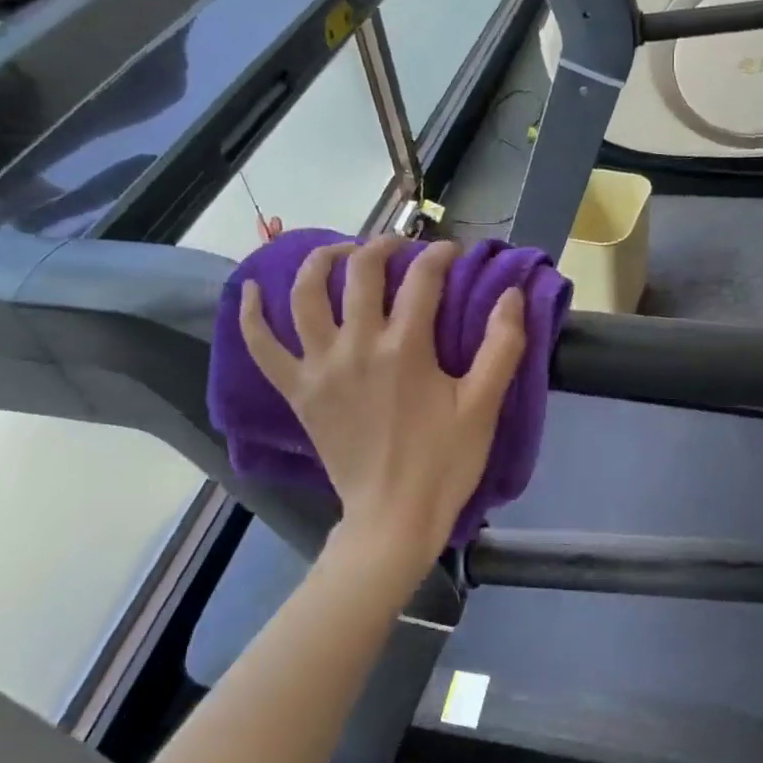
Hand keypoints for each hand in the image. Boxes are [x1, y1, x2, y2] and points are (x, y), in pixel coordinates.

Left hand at [238, 237, 526, 567]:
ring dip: (322, 261)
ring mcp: (320, 367)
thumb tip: (512, 294)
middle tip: (402, 248)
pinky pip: (263, 346)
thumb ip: (502, 345)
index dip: (440, 256)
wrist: (393, 516)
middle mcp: (357, 345)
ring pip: (307, 295)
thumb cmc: (444, 462)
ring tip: (340, 252)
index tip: (453, 253)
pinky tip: (252, 289)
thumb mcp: (484, 405)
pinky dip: (251, 315)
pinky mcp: (298, 391)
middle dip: (384, 247)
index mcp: (406, 347)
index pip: (422, 279)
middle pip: (361, 272)